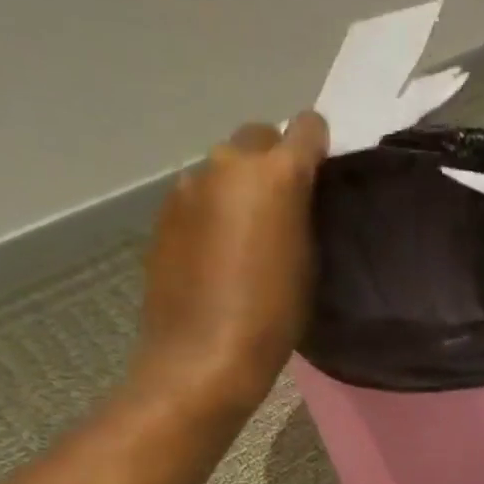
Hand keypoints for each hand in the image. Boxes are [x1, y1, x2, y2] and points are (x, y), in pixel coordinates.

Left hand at [134, 113, 328, 414]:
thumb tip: (297, 196)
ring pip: (223, 169)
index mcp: (276, 174)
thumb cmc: (273, 316)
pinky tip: (216, 254)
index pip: (306, 126)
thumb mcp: (309, 262)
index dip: (316, 147)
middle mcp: (228, 165)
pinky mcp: (163, 214)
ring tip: (247, 235)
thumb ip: (305, 214)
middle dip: (272, 161)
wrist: (203, 356)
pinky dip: (212, 211)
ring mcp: (188, 187)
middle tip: (282, 207)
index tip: (320, 175)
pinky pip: (198, 197)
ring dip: (238, 187)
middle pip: (257, 138)